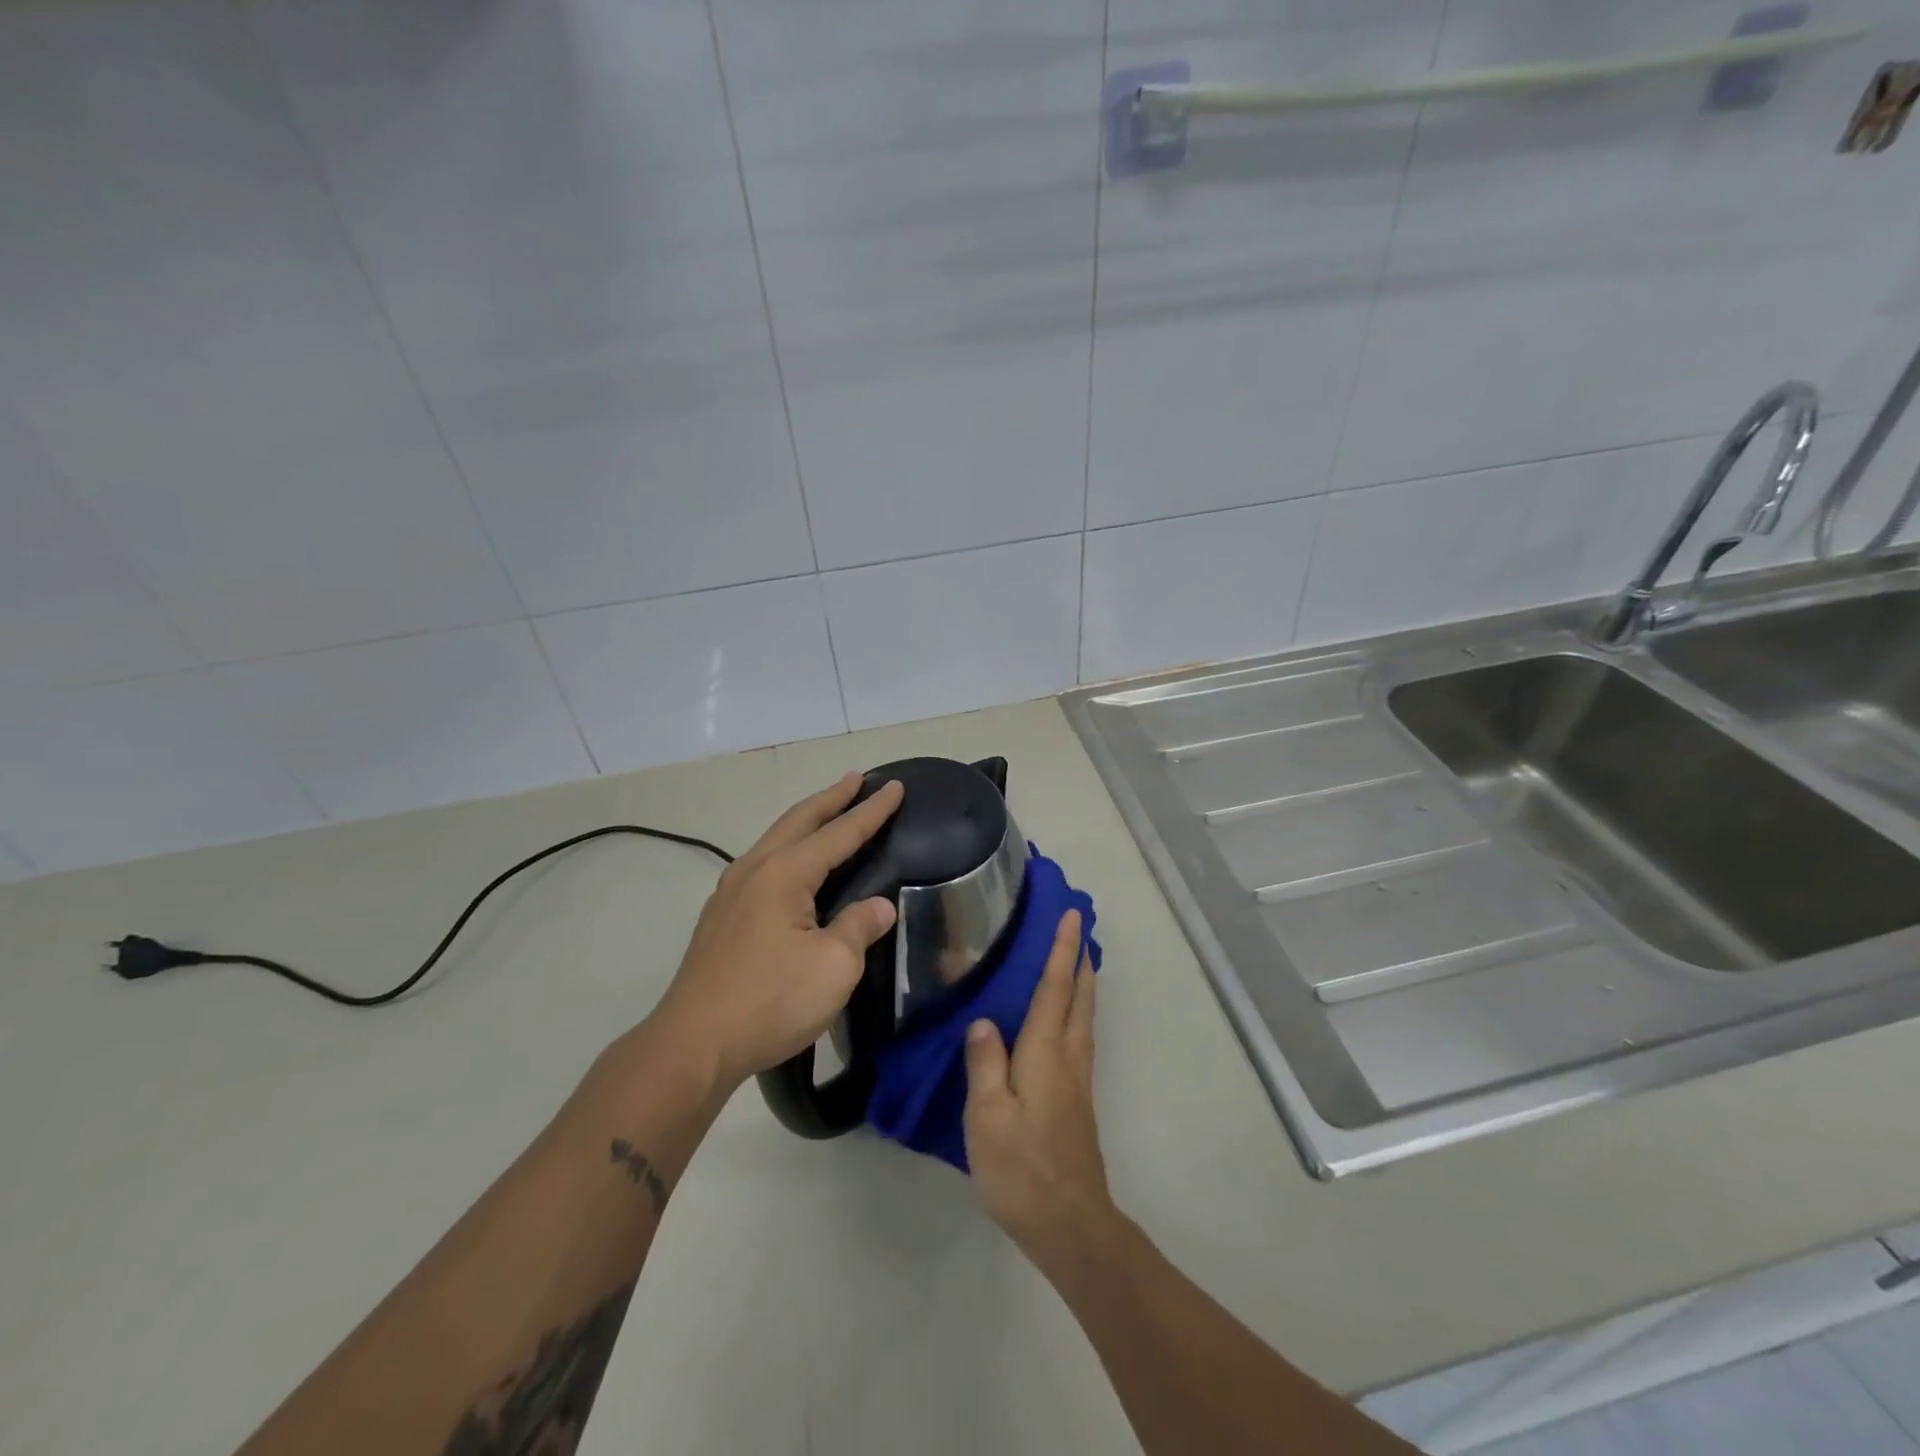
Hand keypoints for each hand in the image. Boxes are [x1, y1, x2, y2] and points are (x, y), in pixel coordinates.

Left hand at [652, 772, 903, 1089]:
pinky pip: (763, 863)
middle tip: (858, 780)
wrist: (693, 1045)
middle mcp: (754, 870)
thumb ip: (858, 927)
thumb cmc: (770, 1002)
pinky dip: (788, 847)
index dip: (871, 811)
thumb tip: (879, 906)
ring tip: (829, 811)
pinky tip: (792, 864)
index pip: (840, 833)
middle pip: (800, 821)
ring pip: (776, 839)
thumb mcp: (833, 967)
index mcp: (784, 874)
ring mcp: (731, 893)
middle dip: (832, 798)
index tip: (895, 786)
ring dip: (807, 820)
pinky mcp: (721, 917)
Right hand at [962, 910, 1116, 1271]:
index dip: (1062, 948)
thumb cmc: (1022, 1167)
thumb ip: (985, 1064)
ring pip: (1085, 1016)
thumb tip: (984, 1020)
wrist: (1070, 1224)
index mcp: (1046, 1051)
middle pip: (1080, 996)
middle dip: (1080, 958)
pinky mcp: (1078, 1099)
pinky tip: (1065, 1018)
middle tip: (1078, 928)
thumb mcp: (988, 1116)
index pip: (1056, 987)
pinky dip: (1078, 1009)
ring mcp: (1078, 1078)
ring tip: (1076, 960)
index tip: (1071, 914)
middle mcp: (1069, 1056)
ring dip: (1083, 981)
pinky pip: (1081, 1036)